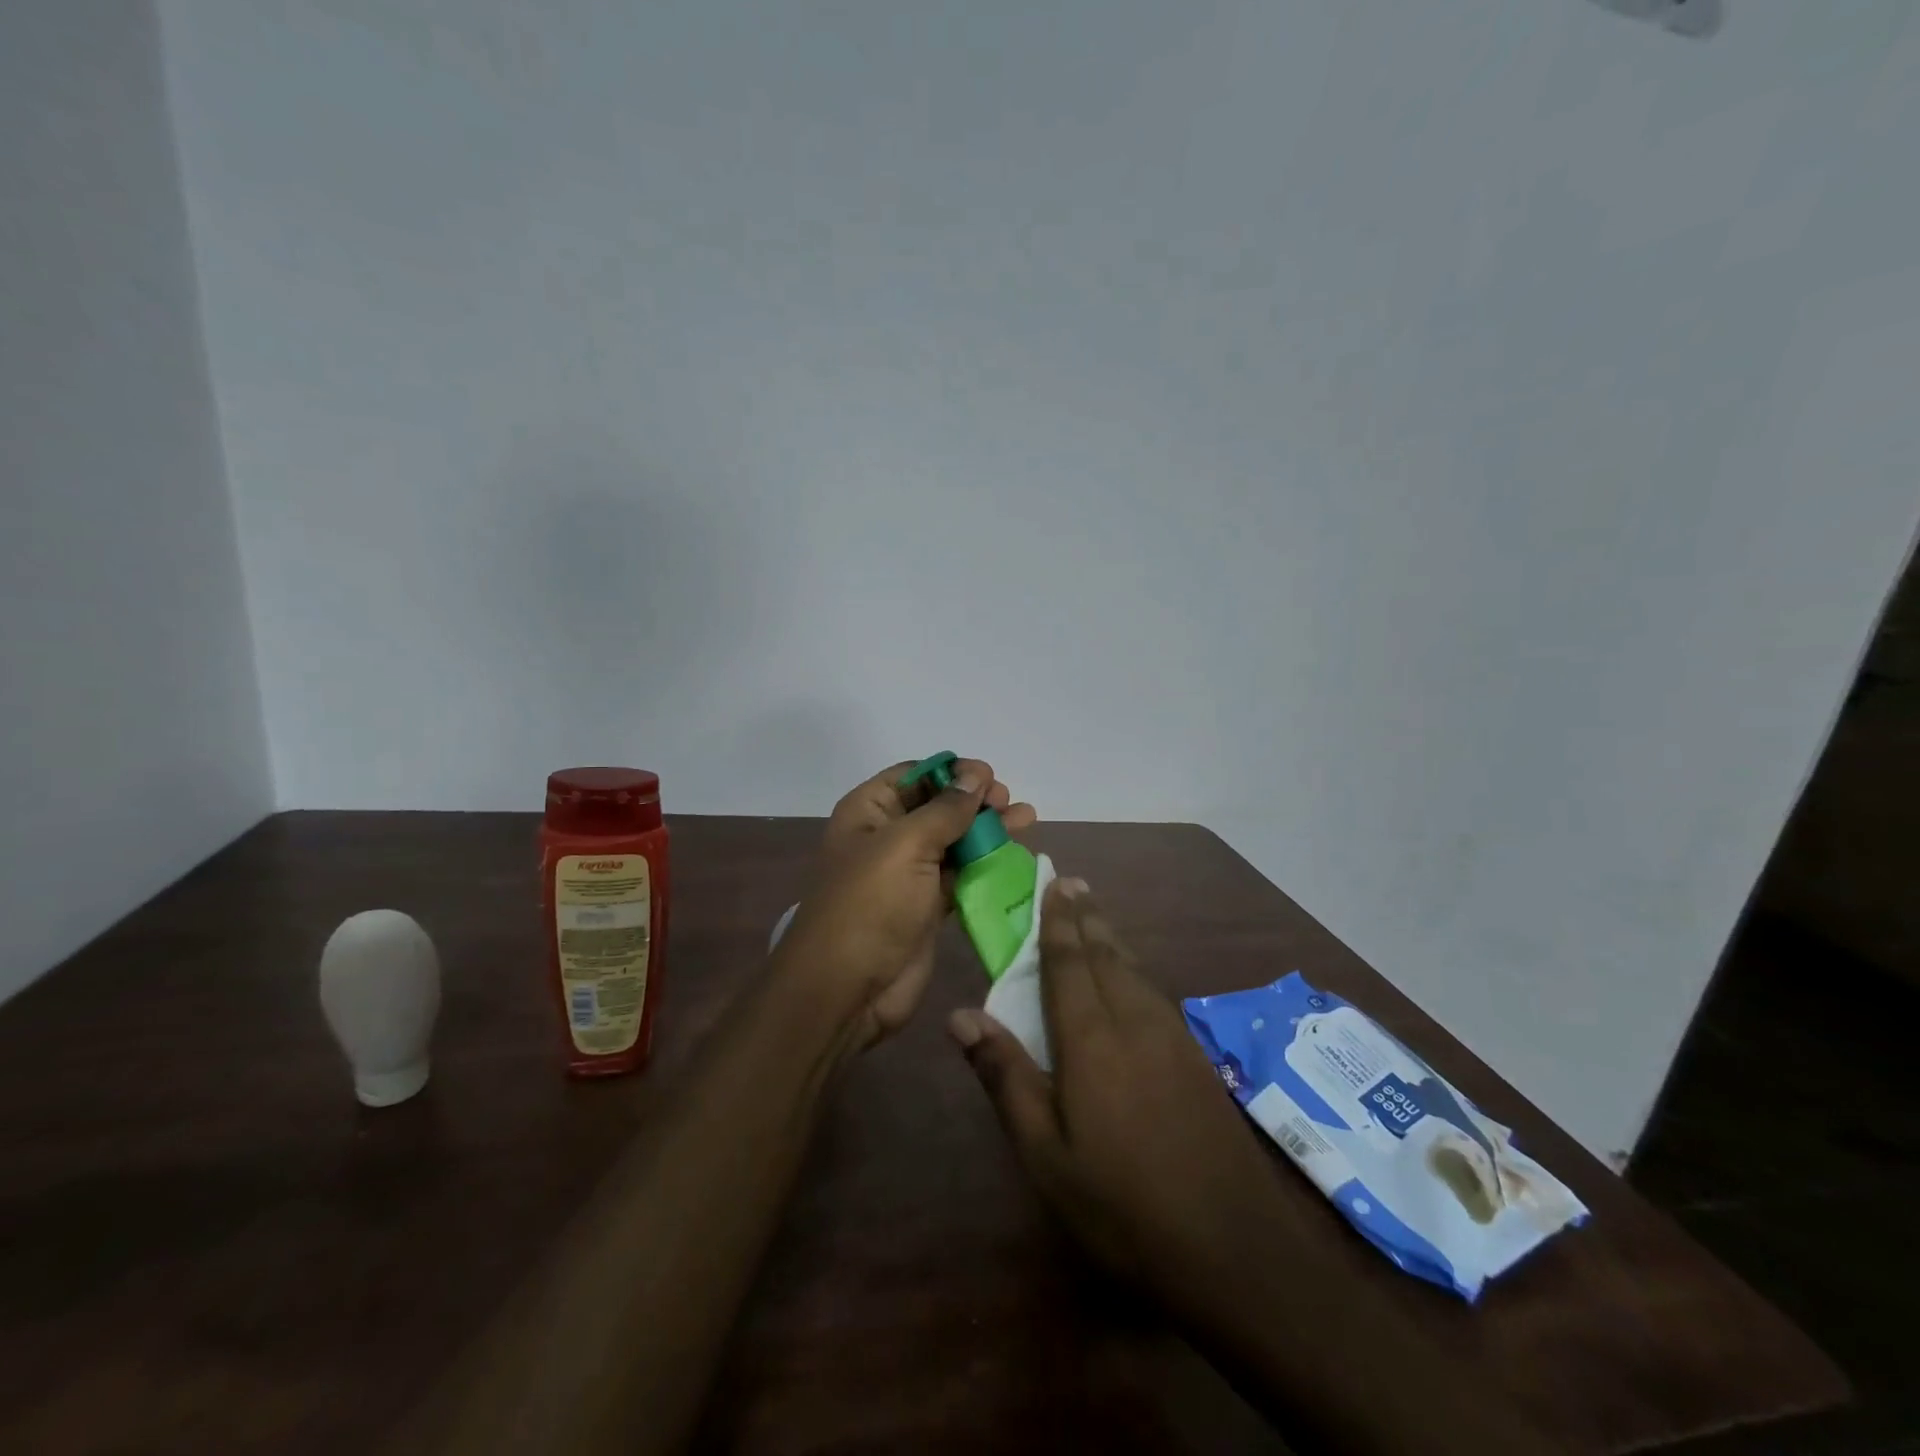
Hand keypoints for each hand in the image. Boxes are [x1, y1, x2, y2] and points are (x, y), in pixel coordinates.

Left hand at [775, 759, 1035, 1050]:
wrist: (848, 990)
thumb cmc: (870, 905)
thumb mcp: (906, 845)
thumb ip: (946, 810)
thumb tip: (975, 775)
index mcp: (869, 811)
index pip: (914, 776)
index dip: (951, 772)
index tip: (988, 777)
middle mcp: (887, 837)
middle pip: (938, 806)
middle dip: (975, 800)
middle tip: (1008, 802)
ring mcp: (909, 874)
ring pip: (954, 841)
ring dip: (988, 830)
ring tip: (1026, 819)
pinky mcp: (928, 906)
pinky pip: (962, 875)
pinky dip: (987, 865)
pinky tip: (1016, 857)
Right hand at [949, 878, 1290, 1301]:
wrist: (1232, 1247)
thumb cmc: (1121, 1203)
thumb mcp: (1045, 1153)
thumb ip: (1005, 1076)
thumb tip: (960, 1014)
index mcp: (1092, 1039)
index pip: (1068, 963)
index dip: (1057, 921)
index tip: (1052, 882)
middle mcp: (1134, 1021)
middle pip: (1106, 954)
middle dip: (1085, 916)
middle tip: (1071, 882)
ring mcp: (1172, 1038)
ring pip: (1134, 969)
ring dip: (1111, 936)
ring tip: (1095, 914)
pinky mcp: (1195, 1058)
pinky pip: (1154, 991)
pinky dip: (1134, 967)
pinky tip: (1132, 976)